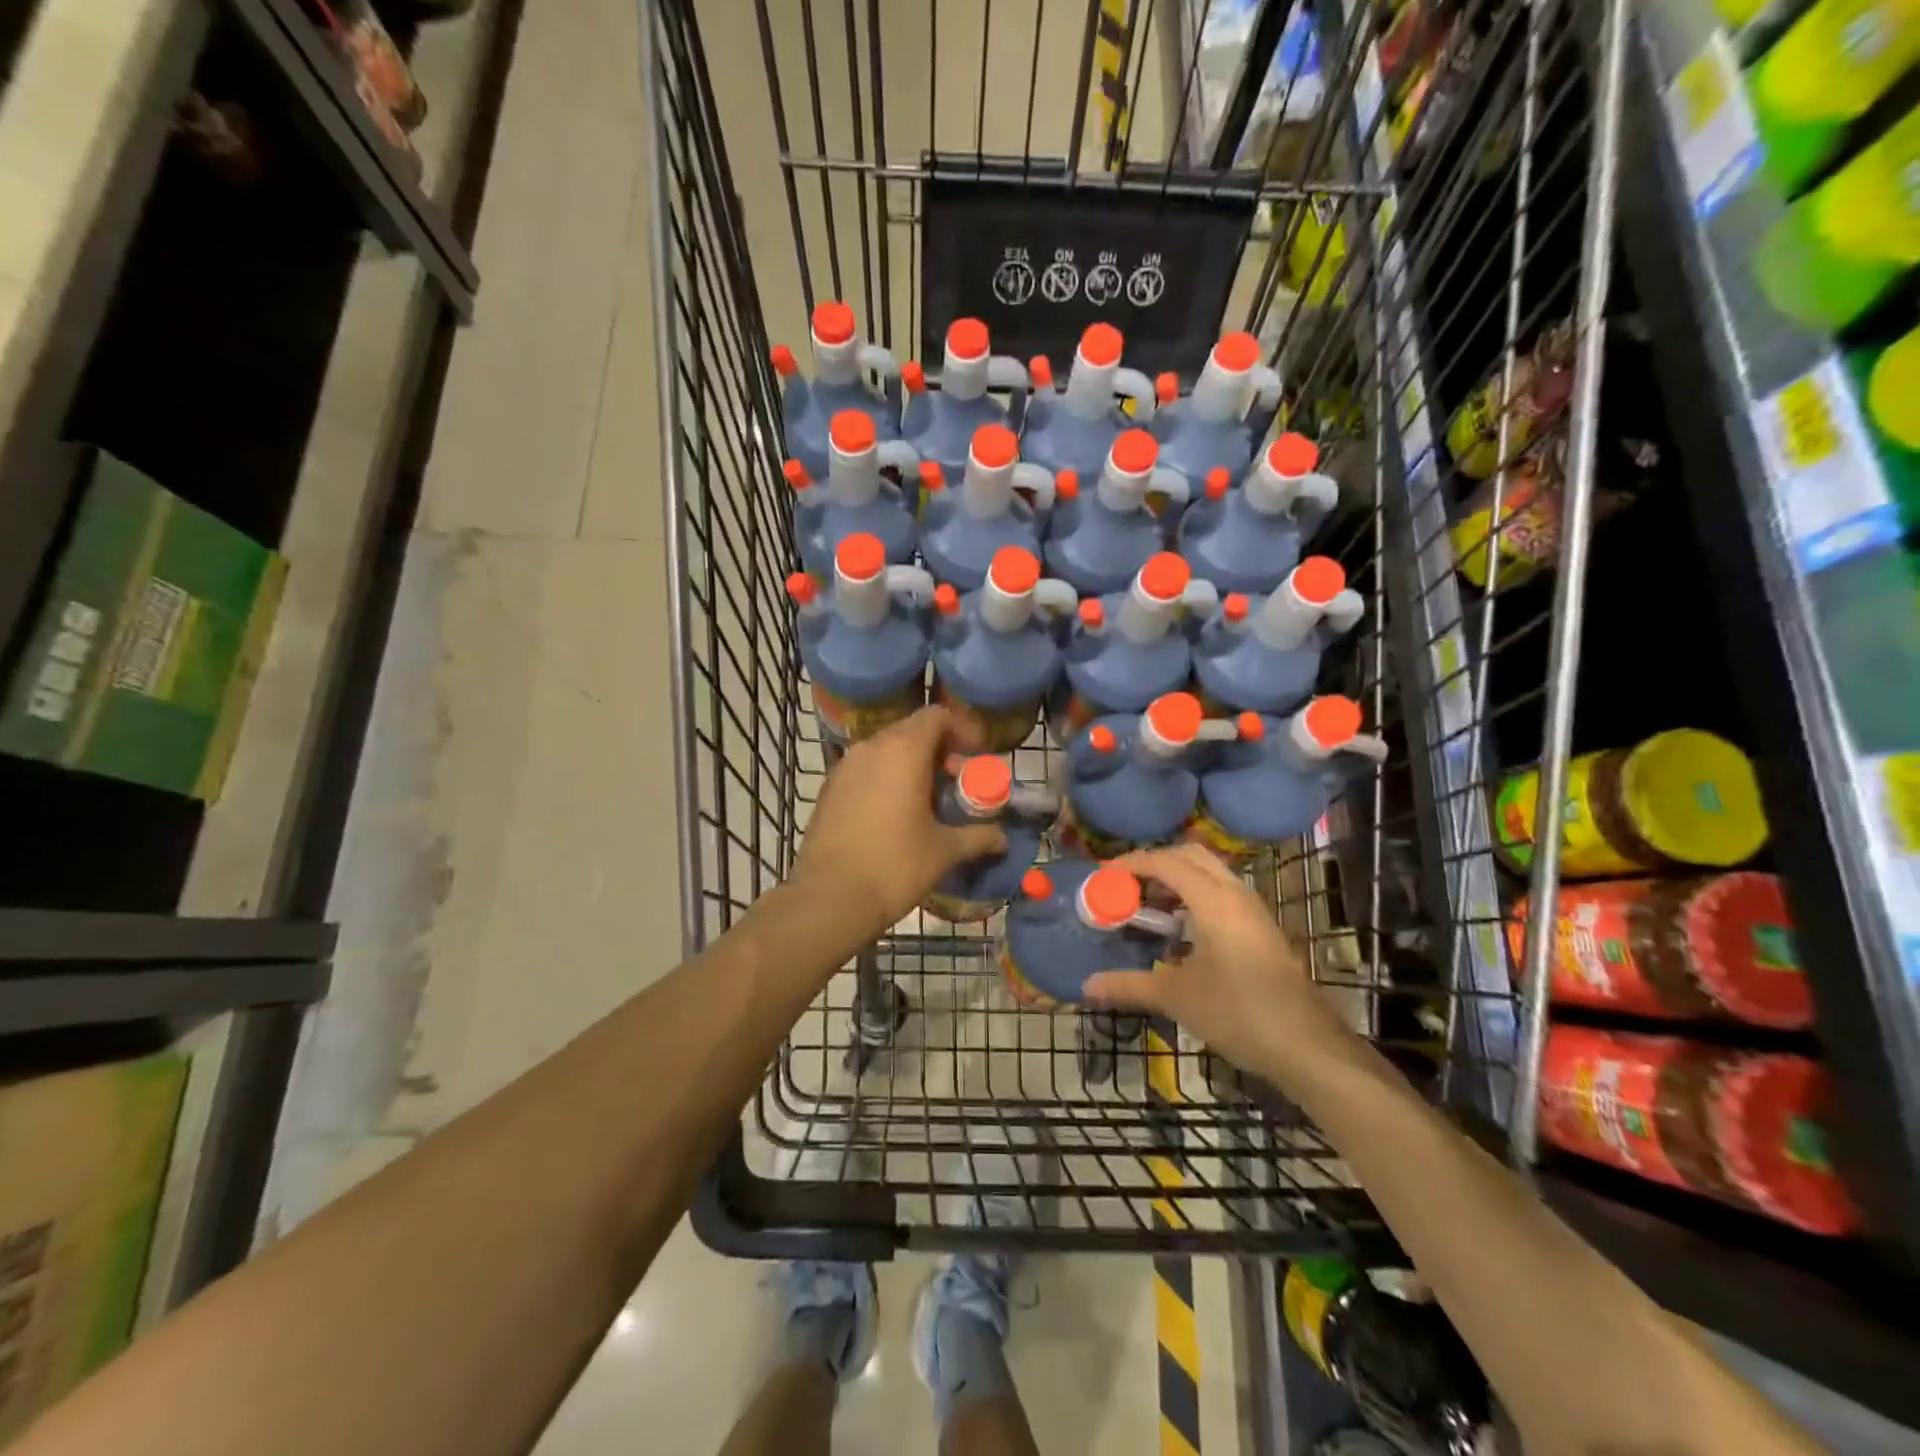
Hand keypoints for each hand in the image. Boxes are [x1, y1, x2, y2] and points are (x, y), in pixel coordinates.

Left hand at [793, 707, 1007, 940]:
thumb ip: (977, 837)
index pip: (936, 716)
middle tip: (955, 781)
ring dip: (909, 764)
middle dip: (937, 749)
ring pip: (885, 750)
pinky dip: (884, 778)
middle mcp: (871, 748)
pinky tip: (894, 813)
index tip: (974, 756)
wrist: (829, 898)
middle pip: (910, 731)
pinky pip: (864, 769)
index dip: (960, 730)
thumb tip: (1003, 839)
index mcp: (903, 751)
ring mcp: (844, 767)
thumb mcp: (944, 851)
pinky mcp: (829, 788)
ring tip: (927, 799)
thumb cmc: (894, 866)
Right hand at [1083, 844, 1352, 1076]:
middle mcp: (1235, 894)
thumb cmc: (1238, 1013)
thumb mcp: (1176, 997)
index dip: (1131, 863)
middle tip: (1126, 884)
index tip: (1103, 874)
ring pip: (1210, 872)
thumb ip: (1129, 986)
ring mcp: (1253, 910)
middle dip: (1155, 862)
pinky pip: (1222, 891)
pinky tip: (1180, 927)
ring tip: (1148, 903)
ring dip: (1177, 877)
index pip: (1166, 862)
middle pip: (1190, 856)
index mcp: (1214, 900)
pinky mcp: (1261, 928)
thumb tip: (1087, 986)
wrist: (1306, 1046)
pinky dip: (1195, 894)